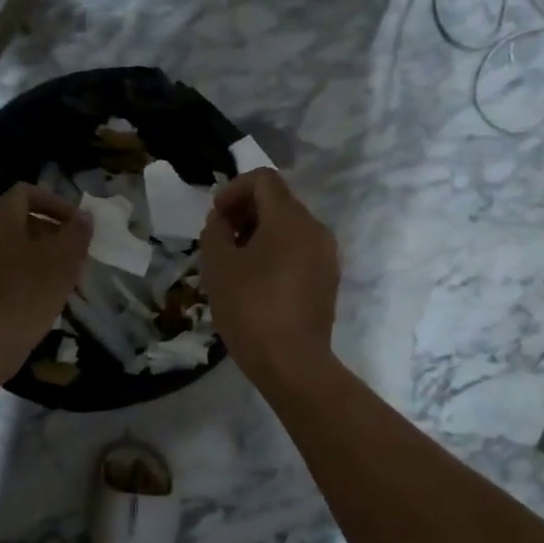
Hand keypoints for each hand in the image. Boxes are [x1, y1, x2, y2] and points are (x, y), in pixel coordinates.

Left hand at [0, 183, 90, 376]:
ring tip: (57, 274)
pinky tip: (34, 293)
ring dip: (32, 253)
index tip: (75, 225)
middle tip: (70, 251)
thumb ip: (77, 232)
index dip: (55, 203)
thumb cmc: (28, 293)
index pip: (26, 192)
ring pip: (5, 245)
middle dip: (46, 230)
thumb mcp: (64, 259)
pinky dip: (16, 272)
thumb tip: (83, 217)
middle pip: (15, 219)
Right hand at [200, 168, 339, 384]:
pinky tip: (256, 281)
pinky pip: (299, 249)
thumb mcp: (218, 266)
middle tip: (220, 240)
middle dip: (245, 212)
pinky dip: (276, 252)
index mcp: (290, 219)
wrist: (292, 363)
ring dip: (259, 233)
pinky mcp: (328, 278)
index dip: (234, 190)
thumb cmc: (251, 309)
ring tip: (235, 262)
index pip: (263, 179)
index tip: (216, 218)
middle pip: (278, 201)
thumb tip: (223, 221)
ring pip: (289, 226)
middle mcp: (315, 229)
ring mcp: (326, 255)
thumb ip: (215, 231)